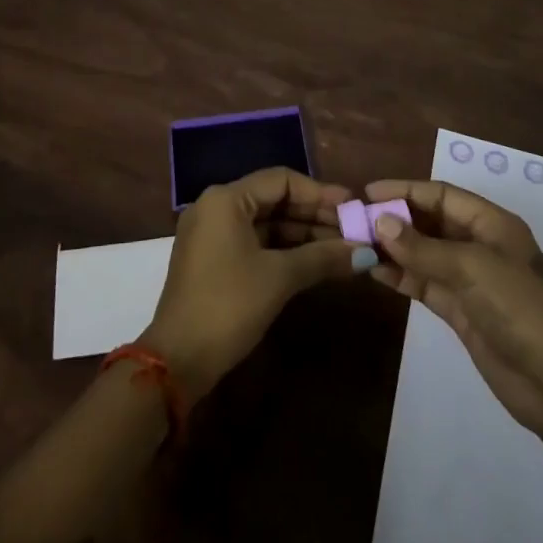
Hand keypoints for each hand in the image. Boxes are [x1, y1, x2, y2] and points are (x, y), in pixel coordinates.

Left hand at [143, 167, 372, 397]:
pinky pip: (255, 242)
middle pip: (274, 200)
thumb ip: (322, 258)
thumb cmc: (228, 306)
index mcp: (226, 199)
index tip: (352, 207)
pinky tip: (315, 262)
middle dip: (314, 215)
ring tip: (342, 248)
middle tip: (352, 230)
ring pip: (266, 223)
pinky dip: (283, 249)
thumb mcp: (279, 278)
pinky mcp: (213, 259)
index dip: (319, 193)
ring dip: (302, 234)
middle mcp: (216, 207)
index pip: (281, 180)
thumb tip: (365, 252)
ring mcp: (212, 234)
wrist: (177, 361)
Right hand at [364, 179, 542, 435]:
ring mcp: (470, 280)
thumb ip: (422, 247)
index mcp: (492, 223)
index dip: (406, 190)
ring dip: (394, 249)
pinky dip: (402, 277)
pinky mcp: (461, 311)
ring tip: (357, 244)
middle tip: (355, 220)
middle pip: (431, 222)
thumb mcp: (470, 267)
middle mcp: (480, 245)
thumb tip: (379, 222)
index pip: (441, 195)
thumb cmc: (518, 307)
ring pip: (424, 254)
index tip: (368, 192)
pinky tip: (375, 272)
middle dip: (396, 219)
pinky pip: (425, 284)